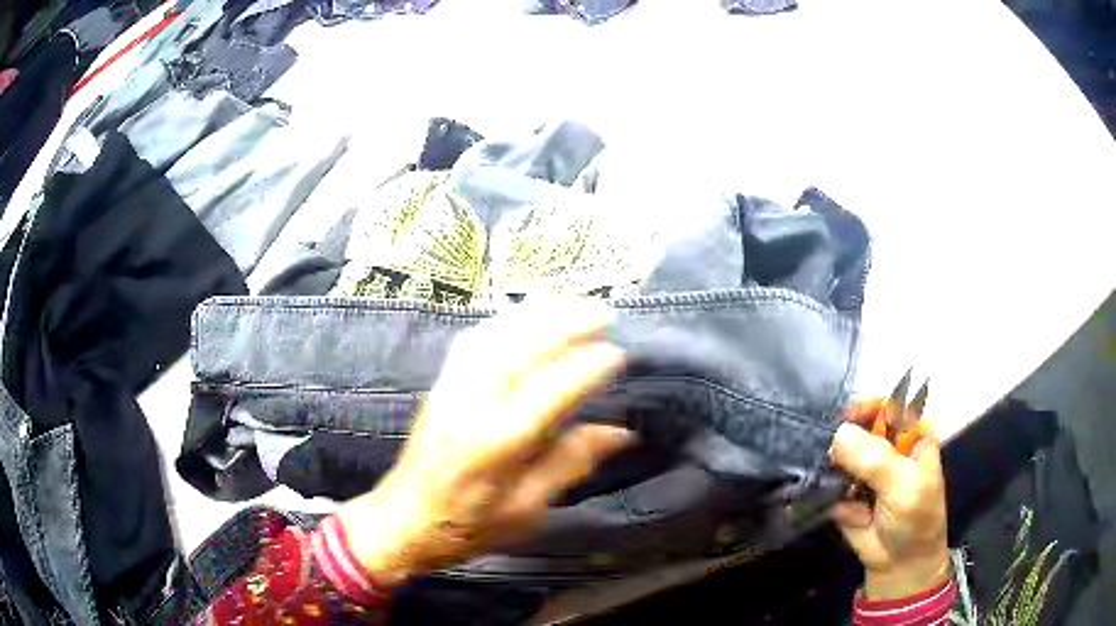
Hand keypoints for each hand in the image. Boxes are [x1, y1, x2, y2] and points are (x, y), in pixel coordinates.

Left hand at [337, 300, 632, 586]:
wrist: (405, 520)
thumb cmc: (469, 525)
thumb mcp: (527, 509)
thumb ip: (570, 464)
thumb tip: (620, 433)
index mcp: (497, 444)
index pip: (548, 393)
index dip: (585, 369)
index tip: (618, 354)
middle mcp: (471, 405)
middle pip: (519, 349)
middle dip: (564, 323)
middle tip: (603, 313)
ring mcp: (451, 389)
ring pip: (495, 335)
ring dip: (537, 314)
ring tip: (573, 305)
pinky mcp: (440, 384)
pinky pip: (473, 339)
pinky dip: (505, 321)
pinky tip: (526, 318)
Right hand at [829, 400, 949, 600]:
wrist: (898, 564)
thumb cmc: (915, 518)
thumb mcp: (904, 485)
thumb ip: (874, 459)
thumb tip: (837, 434)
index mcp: (911, 433)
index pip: (888, 403)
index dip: (868, 404)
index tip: (846, 414)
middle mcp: (887, 444)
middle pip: (859, 425)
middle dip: (843, 437)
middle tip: (833, 456)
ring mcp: (864, 467)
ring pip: (840, 451)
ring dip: (833, 466)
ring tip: (842, 488)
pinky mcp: (845, 488)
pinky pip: (829, 478)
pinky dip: (829, 490)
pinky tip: (845, 508)